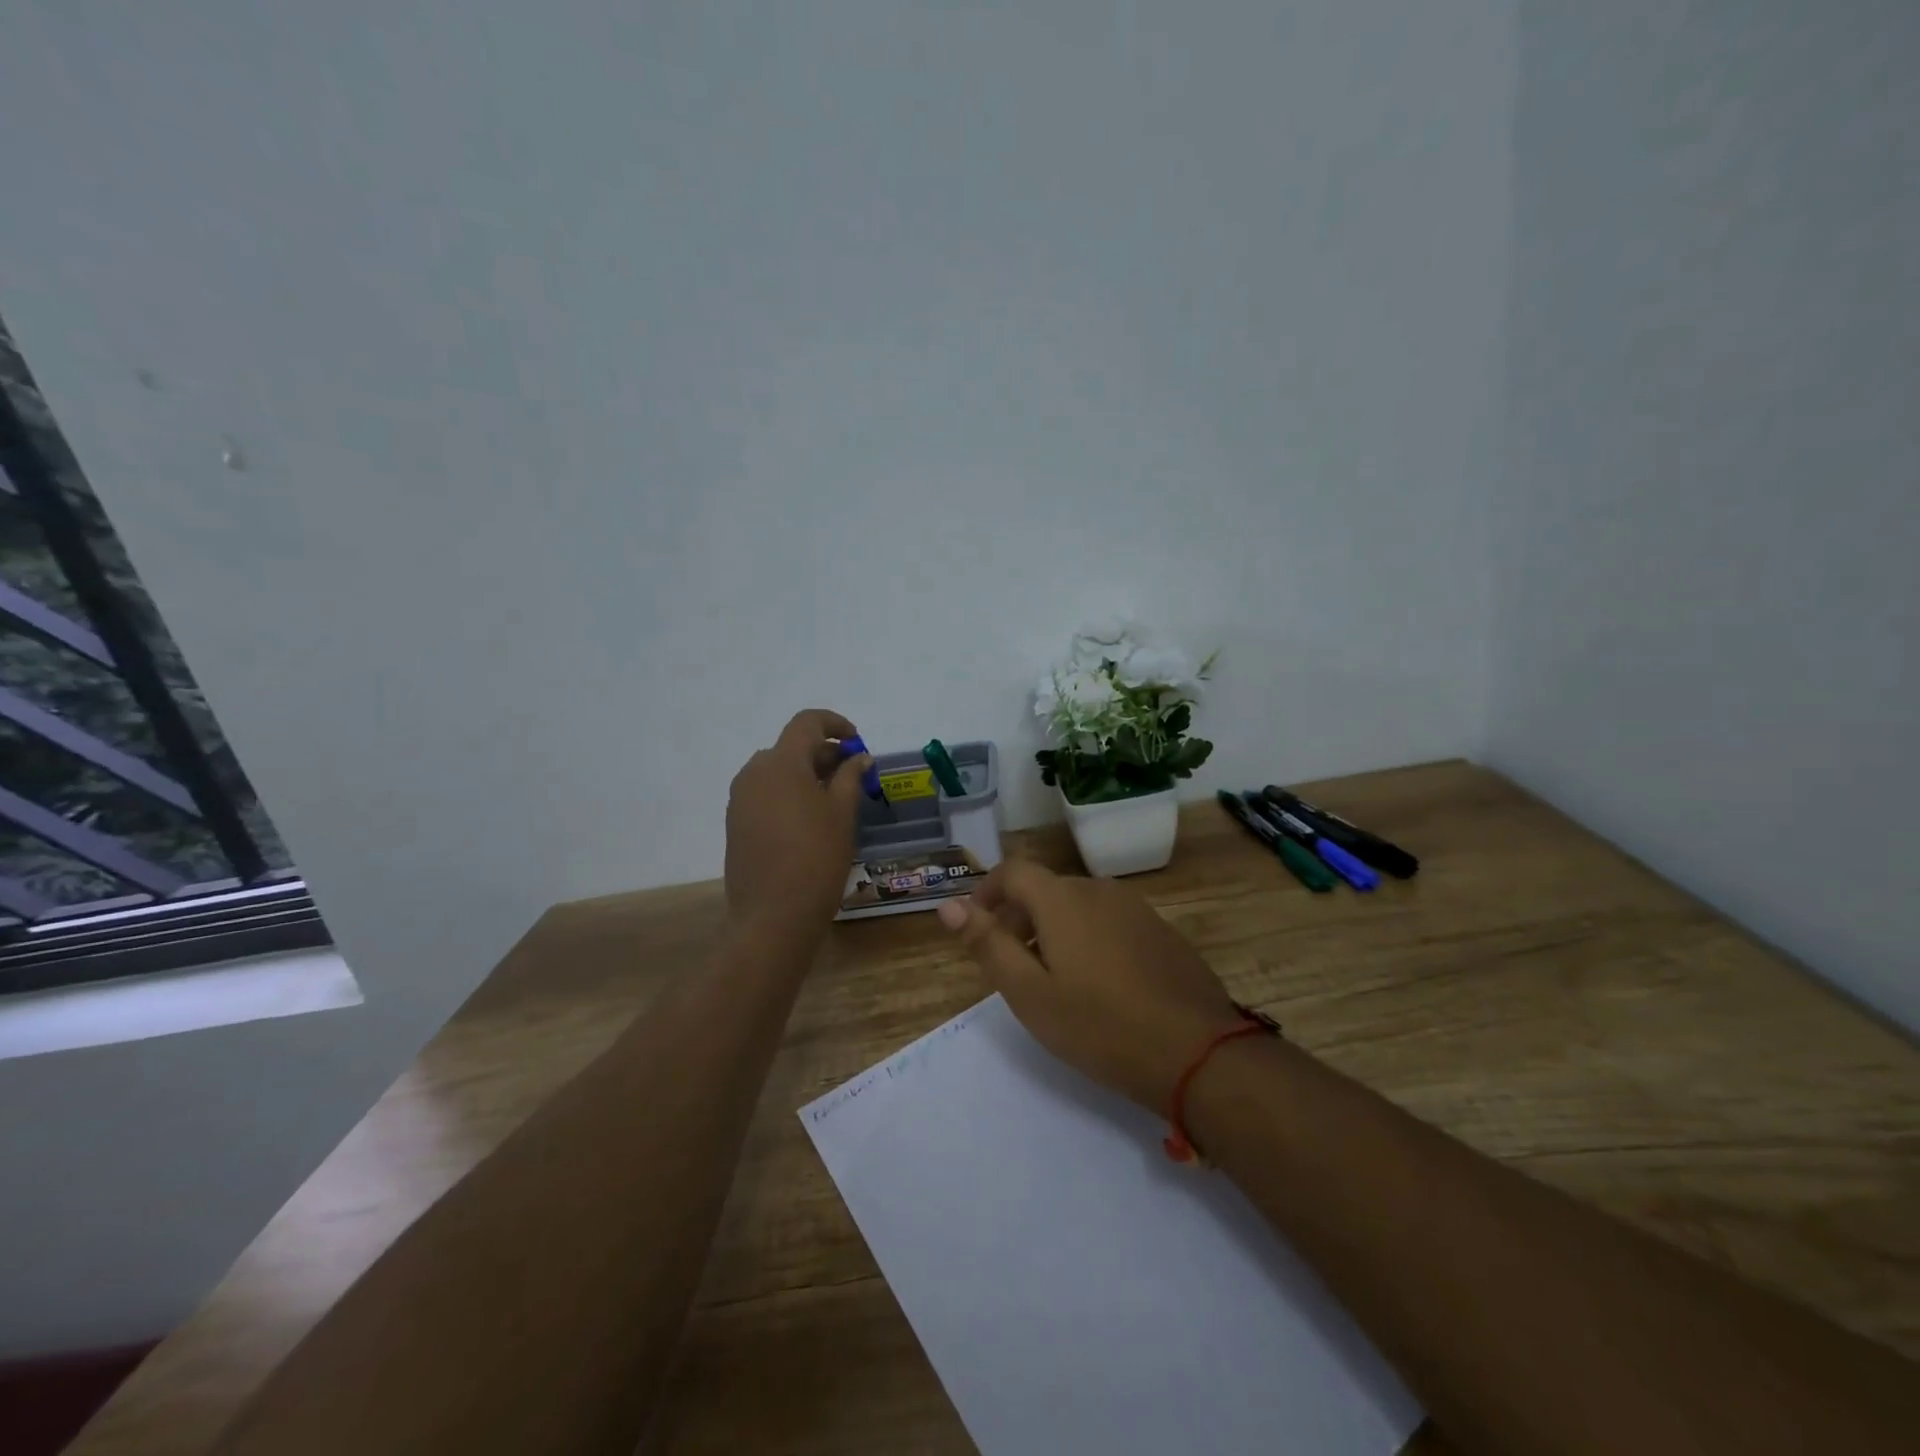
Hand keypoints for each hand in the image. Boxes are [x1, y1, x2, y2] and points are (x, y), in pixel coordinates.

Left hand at [724, 709, 869, 937]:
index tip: (857, 742)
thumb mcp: (842, 814)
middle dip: (824, 754)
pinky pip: (765, 793)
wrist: (772, 917)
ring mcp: (740, 798)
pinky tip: (809, 820)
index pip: (807, 723)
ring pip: (777, 770)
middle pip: (791, 746)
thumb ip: (850, 777)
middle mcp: (754, 772)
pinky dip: (789, 793)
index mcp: (781, 763)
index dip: (835, 724)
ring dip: (806, 774)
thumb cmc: (816, 859)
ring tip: (834, 799)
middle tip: (853, 776)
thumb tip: (858, 757)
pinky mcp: (735, 822)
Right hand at [935, 861, 1241, 1109]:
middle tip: (1010, 965)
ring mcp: (1136, 908)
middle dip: (1018, 917)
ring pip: (1079, 906)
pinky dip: (1088, 938)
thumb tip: (948, 906)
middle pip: (1045, 889)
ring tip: (1052, 978)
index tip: (976, 926)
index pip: (1012, 870)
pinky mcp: (1161, 931)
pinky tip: (1099, 984)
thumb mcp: (1029, 993)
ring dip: (1054, 929)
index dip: (986, 891)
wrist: (1197, 1052)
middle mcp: (1099, 890)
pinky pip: (1110, 921)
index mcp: (1062, 899)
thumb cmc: (1099, 1025)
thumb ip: (987, 944)